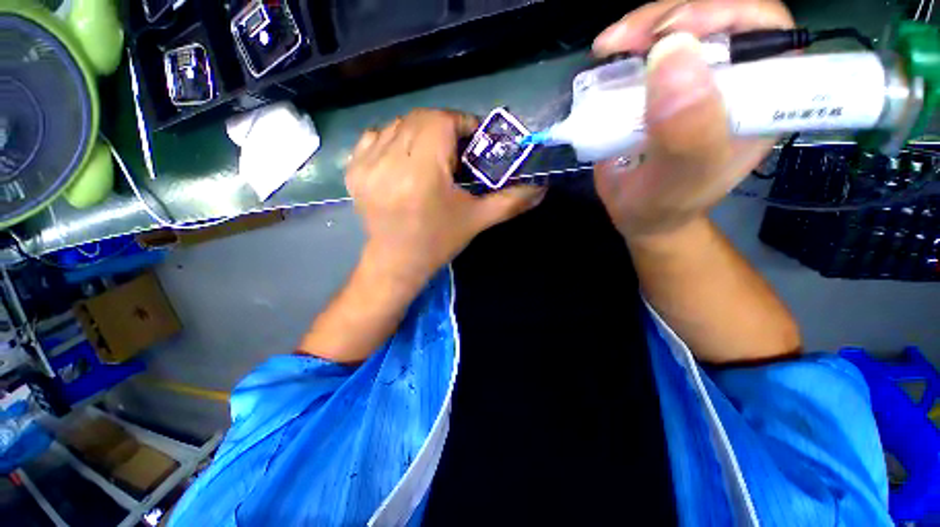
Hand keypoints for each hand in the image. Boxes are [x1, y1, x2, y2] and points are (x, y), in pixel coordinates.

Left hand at [346, 109, 543, 285]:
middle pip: (420, 119)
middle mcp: (389, 162)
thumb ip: (511, 201)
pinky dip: (395, 140)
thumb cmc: (438, 242)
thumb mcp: (477, 220)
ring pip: (398, 124)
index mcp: (421, 173)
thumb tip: (542, 188)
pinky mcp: (353, 170)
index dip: (462, 124)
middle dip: (444, 129)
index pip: (441, 121)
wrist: (396, 263)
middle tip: (456, 152)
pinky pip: (376, 136)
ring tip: (431, 159)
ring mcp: (366, 165)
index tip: (474, 140)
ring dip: (420, 134)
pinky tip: (405, 161)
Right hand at [591, 0, 793, 241]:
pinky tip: (607, 54)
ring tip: (608, 47)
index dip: (724, 14)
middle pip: (718, 15)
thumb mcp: (678, 180)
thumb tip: (672, 54)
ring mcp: (695, 78)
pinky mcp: (661, 84)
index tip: (672, 32)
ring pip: (680, 25)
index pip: (764, 30)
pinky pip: (650, 46)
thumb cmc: (663, 205)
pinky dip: (626, 44)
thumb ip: (686, 132)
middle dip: (672, 16)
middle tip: (628, 39)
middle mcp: (733, 79)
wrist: (638, 214)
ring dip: (642, 27)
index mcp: (760, 99)